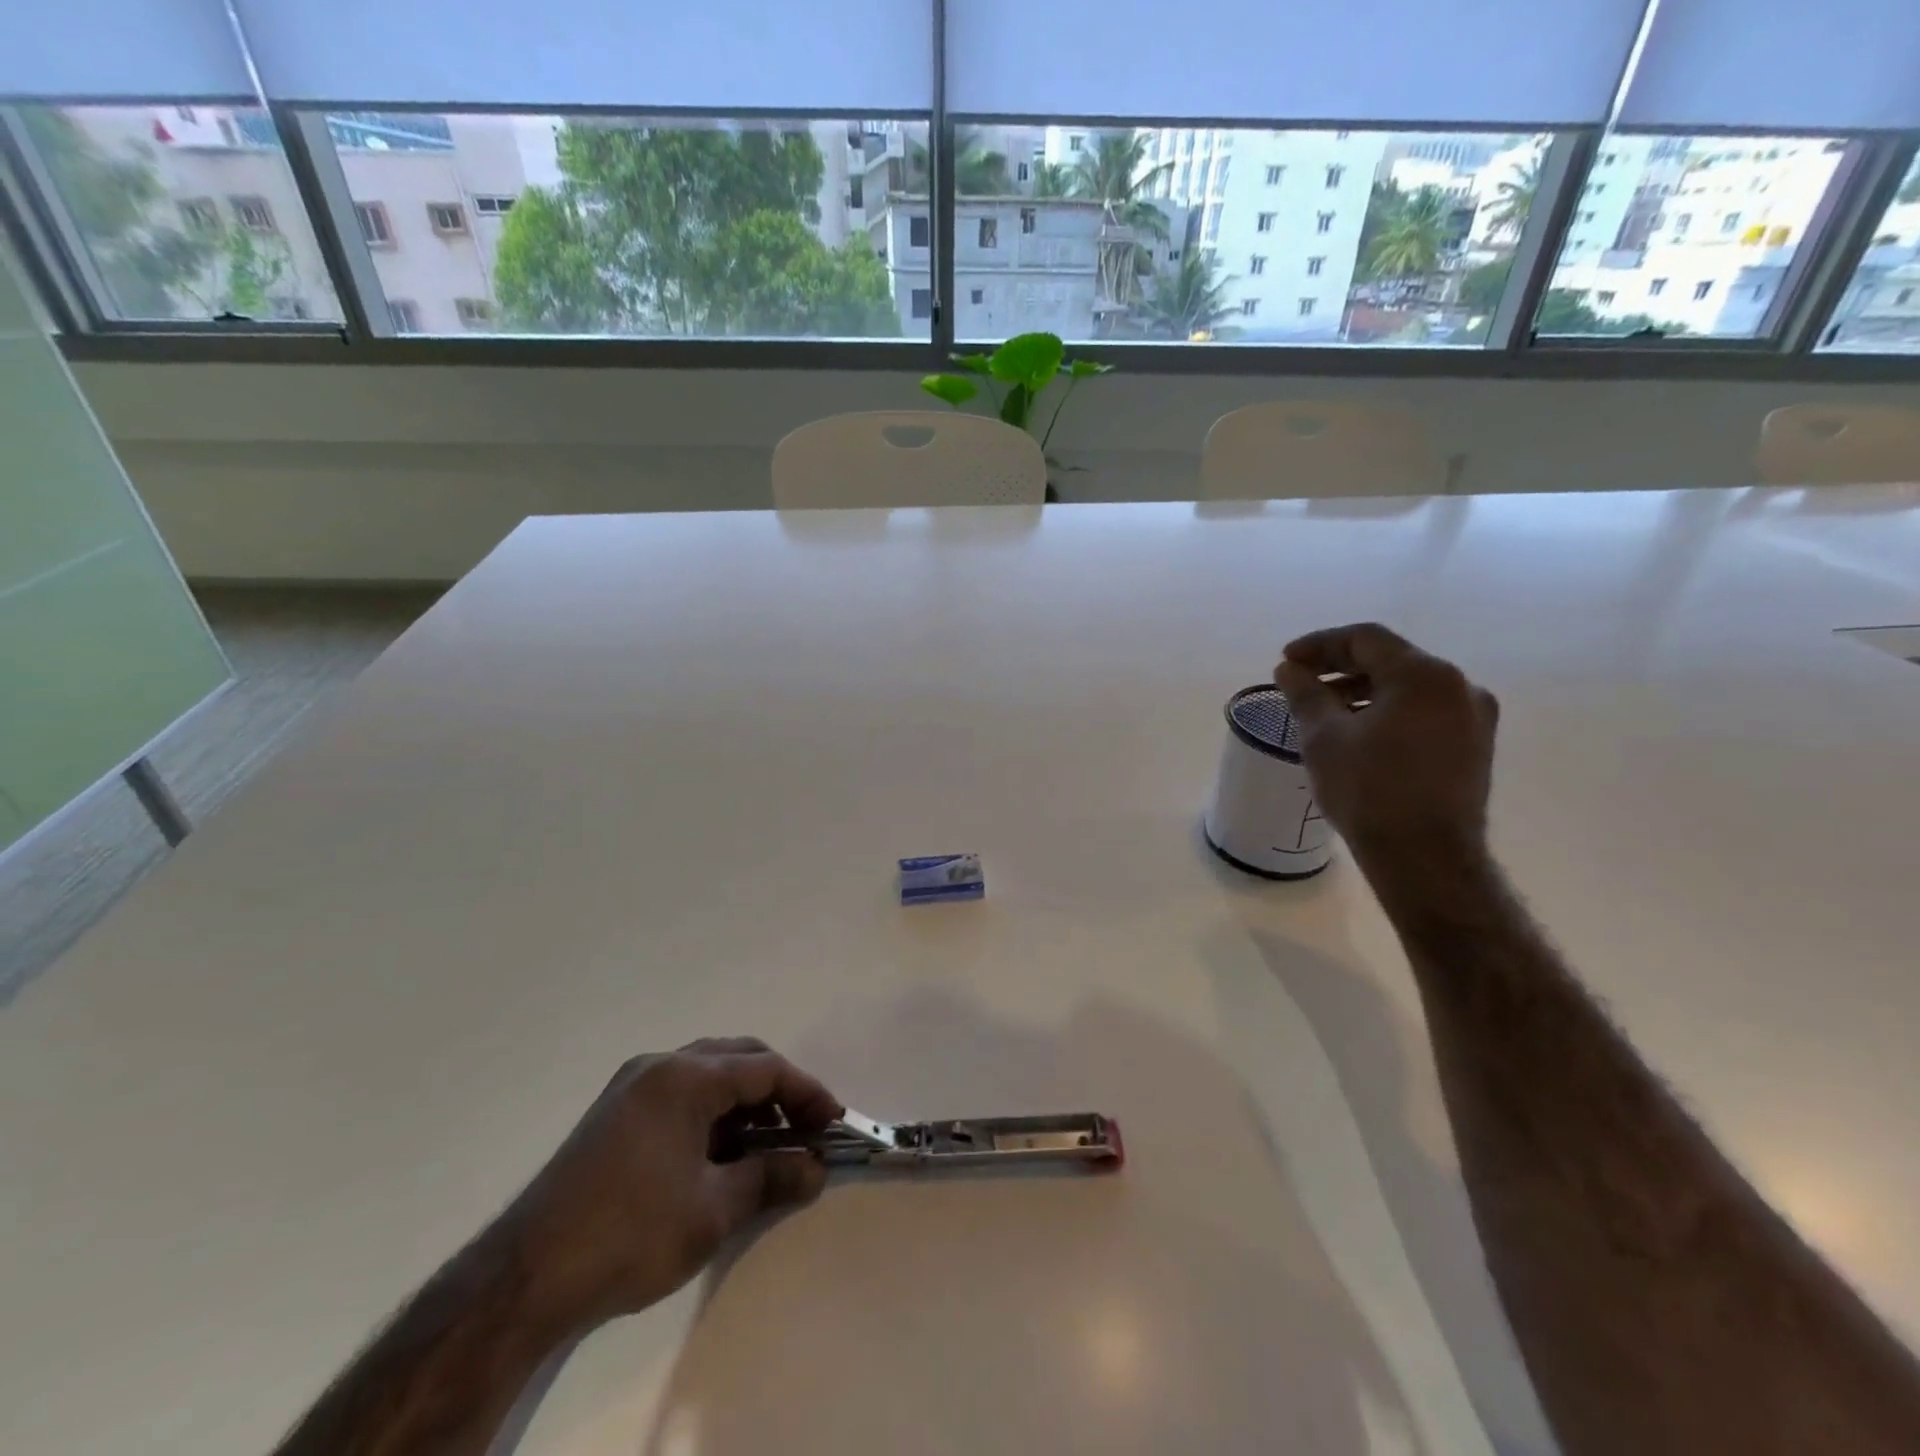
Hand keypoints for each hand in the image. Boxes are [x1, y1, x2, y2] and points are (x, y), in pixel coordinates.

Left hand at [506, 1037, 841, 1330]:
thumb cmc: (630, 1234)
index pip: (764, 1069)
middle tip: (804, 1129)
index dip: (806, 1093)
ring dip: (744, 1103)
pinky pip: (680, 1094)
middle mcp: (659, 1066)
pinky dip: (711, 1114)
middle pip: (737, 1059)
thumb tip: (816, 1169)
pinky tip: (720, 1154)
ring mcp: (632, 1086)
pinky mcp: (615, 1112)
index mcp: (685, 1077)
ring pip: (708, 1074)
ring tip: (766, 1147)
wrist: (524, 1278)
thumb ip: (771, 1178)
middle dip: (777, 1091)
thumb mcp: (713, 1210)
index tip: (834, 1122)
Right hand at [1273, 623, 1498, 861]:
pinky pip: (1424, 713)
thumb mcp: (1324, 737)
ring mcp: (1474, 718)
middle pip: (1391, 660)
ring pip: (1408, 688)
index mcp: (1424, 675)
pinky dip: (1388, 712)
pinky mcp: (1474, 747)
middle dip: (1341, 667)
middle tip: (1301, 683)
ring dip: (1363, 691)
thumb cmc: (1369, 790)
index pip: (1365, 639)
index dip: (1320, 644)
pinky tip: (1359, 734)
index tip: (1286, 661)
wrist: (1426, 858)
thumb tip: (1289, 670)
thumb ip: (1305, 693)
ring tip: (1325, 712)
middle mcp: (1459, 686)